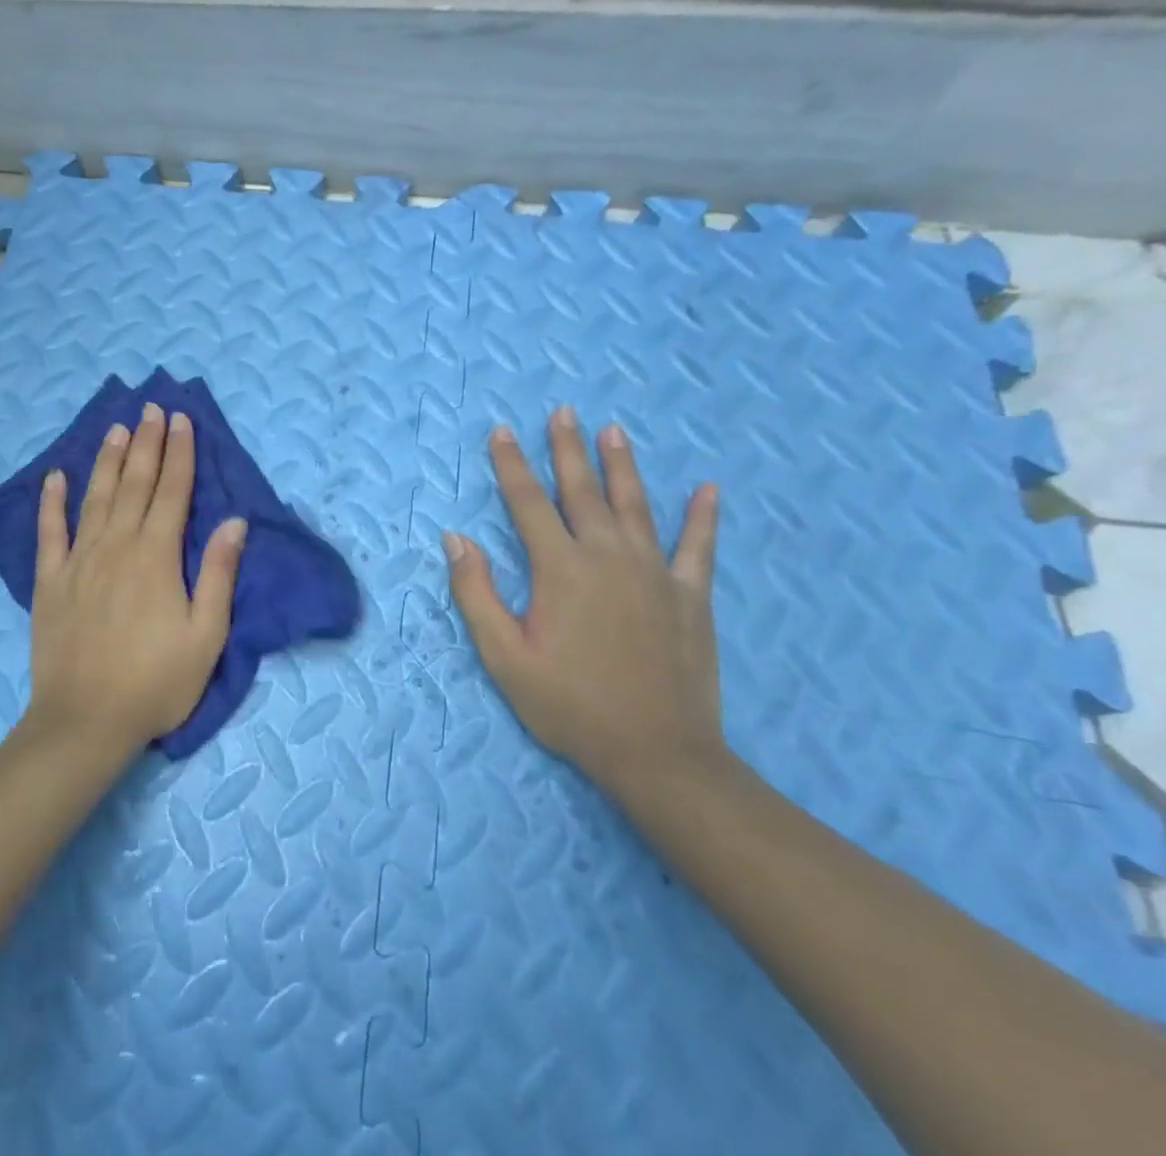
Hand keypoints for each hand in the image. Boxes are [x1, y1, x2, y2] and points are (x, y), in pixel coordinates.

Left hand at [27, 402, 246, 754]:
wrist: (86, 722)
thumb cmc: (157, 682)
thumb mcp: (206, 635)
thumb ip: (218, 574)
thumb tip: (235, 522)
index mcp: (157, 556)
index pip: (172, 491)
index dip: (179, 453)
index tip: (181, 420)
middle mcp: (117, 546)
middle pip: (134, 483)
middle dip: (146, 443)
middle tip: (151, 408)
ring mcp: (78, 561)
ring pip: (95, 498)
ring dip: (106, 460)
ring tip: (115, 428)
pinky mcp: (50, 581)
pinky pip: (49, 532)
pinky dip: (51, 502)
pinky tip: (55, 476)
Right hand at [444, 408, 725, 799]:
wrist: (657, 754)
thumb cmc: (570, 705)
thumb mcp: (504, 656)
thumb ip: (477, 593)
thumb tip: (456, 538)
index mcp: (560, 569)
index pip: (528, 502)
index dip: (511, 464)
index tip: (502, 432)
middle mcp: (607, 557)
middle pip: (582, 491)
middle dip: (568, 449)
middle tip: (564, 412)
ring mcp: (654, 573)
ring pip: (636, 505)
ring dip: (622, 466)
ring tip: (614, 431)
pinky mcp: (689, 596)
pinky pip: (697, 547)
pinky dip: (703, 517)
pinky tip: (708, 490)